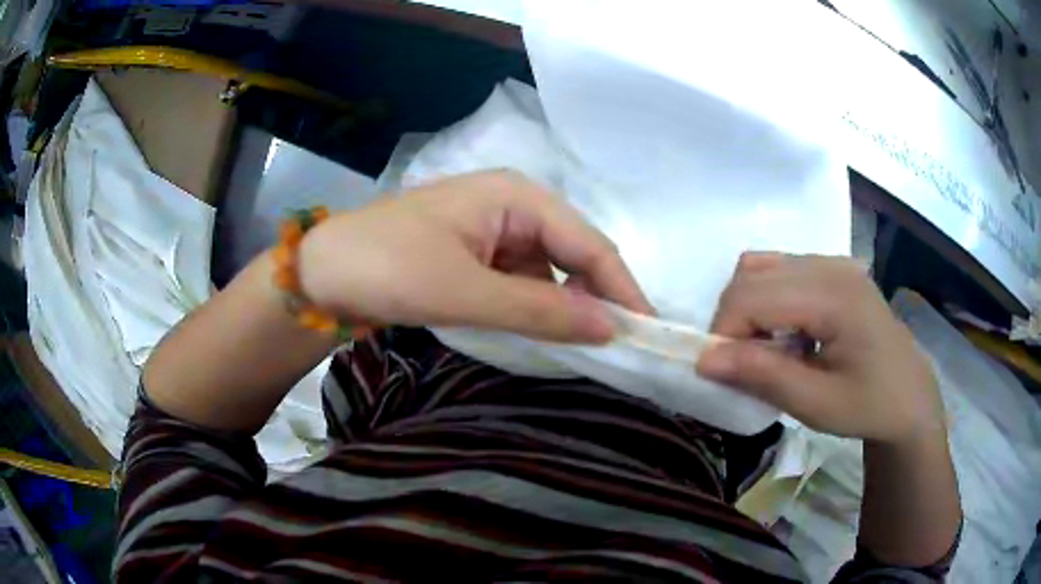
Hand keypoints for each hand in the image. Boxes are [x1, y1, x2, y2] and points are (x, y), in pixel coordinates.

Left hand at [297, 170, 652, 342]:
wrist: (321, 275)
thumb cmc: (387, 268)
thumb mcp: (466, 293)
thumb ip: (541, 311)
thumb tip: (611, 328)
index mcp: (516, 196)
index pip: (589, 243)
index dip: (621, 288)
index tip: (647, 332)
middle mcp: (512, 204)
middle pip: (573, 253)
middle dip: (596, 297)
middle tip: (621, 346)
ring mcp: (492, 229)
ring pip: (549, 270)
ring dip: (564, 306)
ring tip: (585, 346)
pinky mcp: (476, 253)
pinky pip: (522, 280)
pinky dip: (535, 307)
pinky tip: (542, 332)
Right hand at [696, 252, 942, 444]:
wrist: (908, 393)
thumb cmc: (868, 405)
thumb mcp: (816, 404)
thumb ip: (762, 377)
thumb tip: (703, 359)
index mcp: (834, 296)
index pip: (754, 296)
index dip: (724, 333)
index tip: (722, 374)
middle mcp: (830, 265)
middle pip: (752, 274)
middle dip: (732, 321)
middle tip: (742, 366)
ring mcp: (833, 262)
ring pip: (761, 266)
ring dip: (747, 308)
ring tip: (765, 349)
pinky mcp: (832, 268)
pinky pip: (779, 269)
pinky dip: (765, 299)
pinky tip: (784, 331)